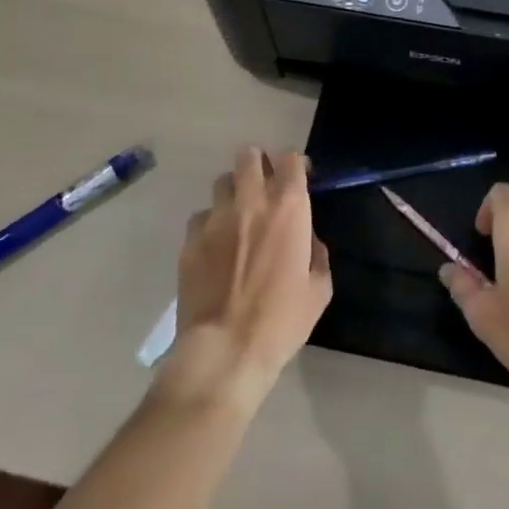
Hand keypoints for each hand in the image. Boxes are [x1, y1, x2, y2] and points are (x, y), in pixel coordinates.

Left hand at [160, 147, 331, 409]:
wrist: (224, 353)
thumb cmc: (281, 321)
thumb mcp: (318, 289)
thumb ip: (316, 253)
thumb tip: (306, 239)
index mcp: (288, 206)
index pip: (291, 158)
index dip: (296, 166)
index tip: (299, 180)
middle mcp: (251, 200)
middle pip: (249, 156)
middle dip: (258, 165)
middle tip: (264, 189)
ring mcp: (216, 218)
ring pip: (222, 182)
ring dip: (233, 192)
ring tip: (237, 217)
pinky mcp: (190, 240)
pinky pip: (200, 217)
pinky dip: (209, 225)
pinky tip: (214, 249)